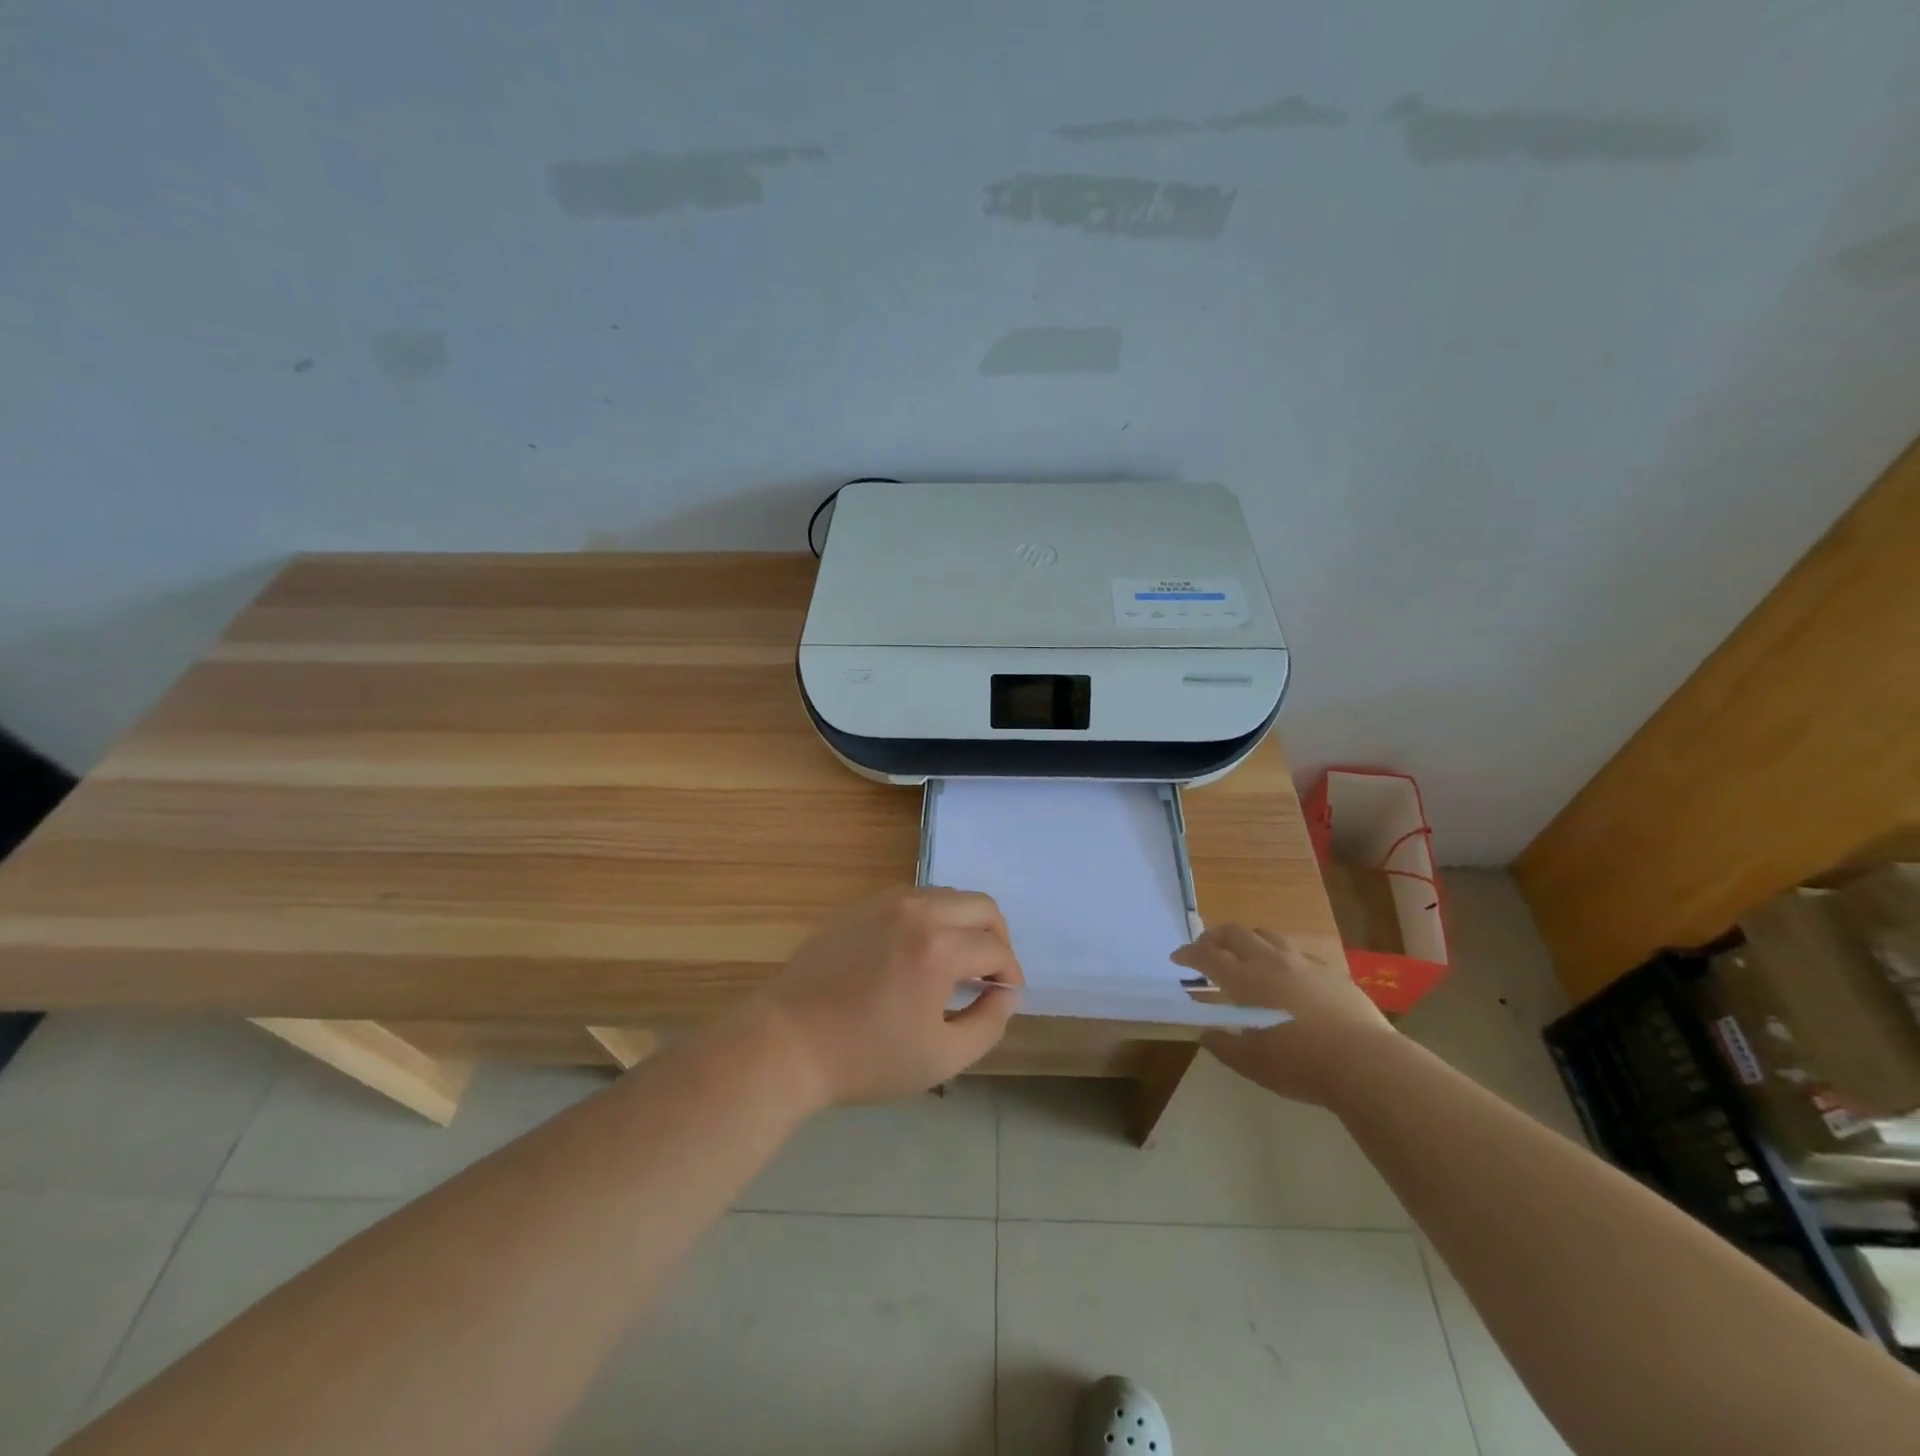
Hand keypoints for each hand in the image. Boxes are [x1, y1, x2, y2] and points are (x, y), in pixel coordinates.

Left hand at [749, 887, 1023, 1106]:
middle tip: (990, 974)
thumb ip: (987, 1023)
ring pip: (948, 895)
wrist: (788, 1042)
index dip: (1010, 975)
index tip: (1004, 998)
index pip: (996, 949)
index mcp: (939, 947)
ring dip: (965, 923)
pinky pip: (915, 898)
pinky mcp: (863, 906)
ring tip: (958, 963)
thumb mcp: (941, 1057)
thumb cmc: (866, 1058)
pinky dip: (933, 917)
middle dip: (997, 937)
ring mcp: (886, 903)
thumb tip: (1005, 993)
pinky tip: (921, 952)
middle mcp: (917, 911)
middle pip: (980, 905)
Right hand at [1173, 924, 1396, 1106]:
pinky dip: (1279, 955)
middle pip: (1235, 932)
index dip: (1188, 954)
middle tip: (1206, 949)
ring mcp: (1303, 962)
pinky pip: (1296, 951)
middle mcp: (1270, 961)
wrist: (1365, 1063)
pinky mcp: (1331, 971)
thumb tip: (1206, 1033)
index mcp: (1245, 979)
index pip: (1207, 955)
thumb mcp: (1251, 1064)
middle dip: (1214, 936)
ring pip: (1267, 934)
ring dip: (1248, 939)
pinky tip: (1285, 974)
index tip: (1178, 958)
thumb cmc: (1299, 1064)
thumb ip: (1224, 1045)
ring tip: (1244, 954)